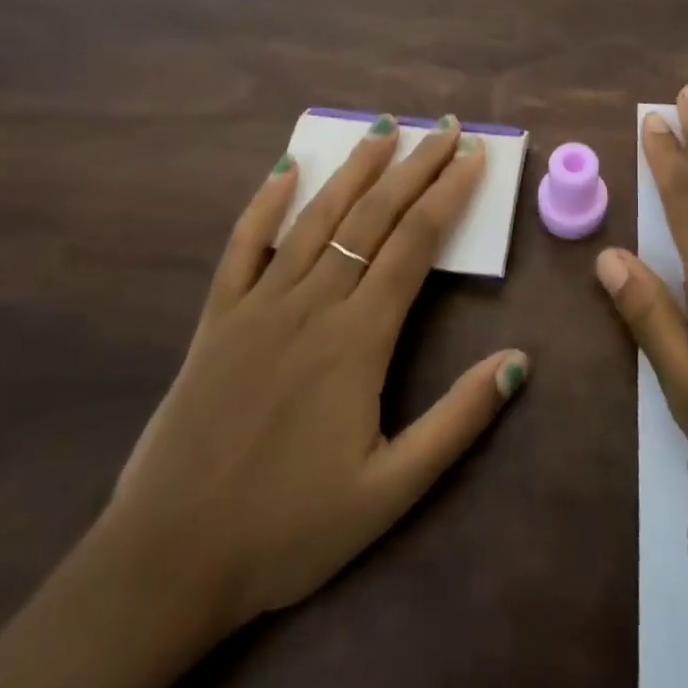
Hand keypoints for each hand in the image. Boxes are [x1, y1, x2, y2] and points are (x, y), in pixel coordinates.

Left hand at [0, 117, 529, 687]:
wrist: (170, 561)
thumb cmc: (289, 529)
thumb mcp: (391, 490)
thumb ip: (457, 421)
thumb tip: (518, 361)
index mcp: (358, 339)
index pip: (415, 243)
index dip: (449, 193)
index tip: (473, 155)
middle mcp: (312, 304)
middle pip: (372, 217)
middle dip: (414, 166)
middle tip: (444, 127)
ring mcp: (259, 305)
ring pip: (317, 218)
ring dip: (353, 169)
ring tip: (383, 128)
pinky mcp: (217, 319)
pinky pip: (243, 246)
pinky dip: (265, 204)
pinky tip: (284, 169)